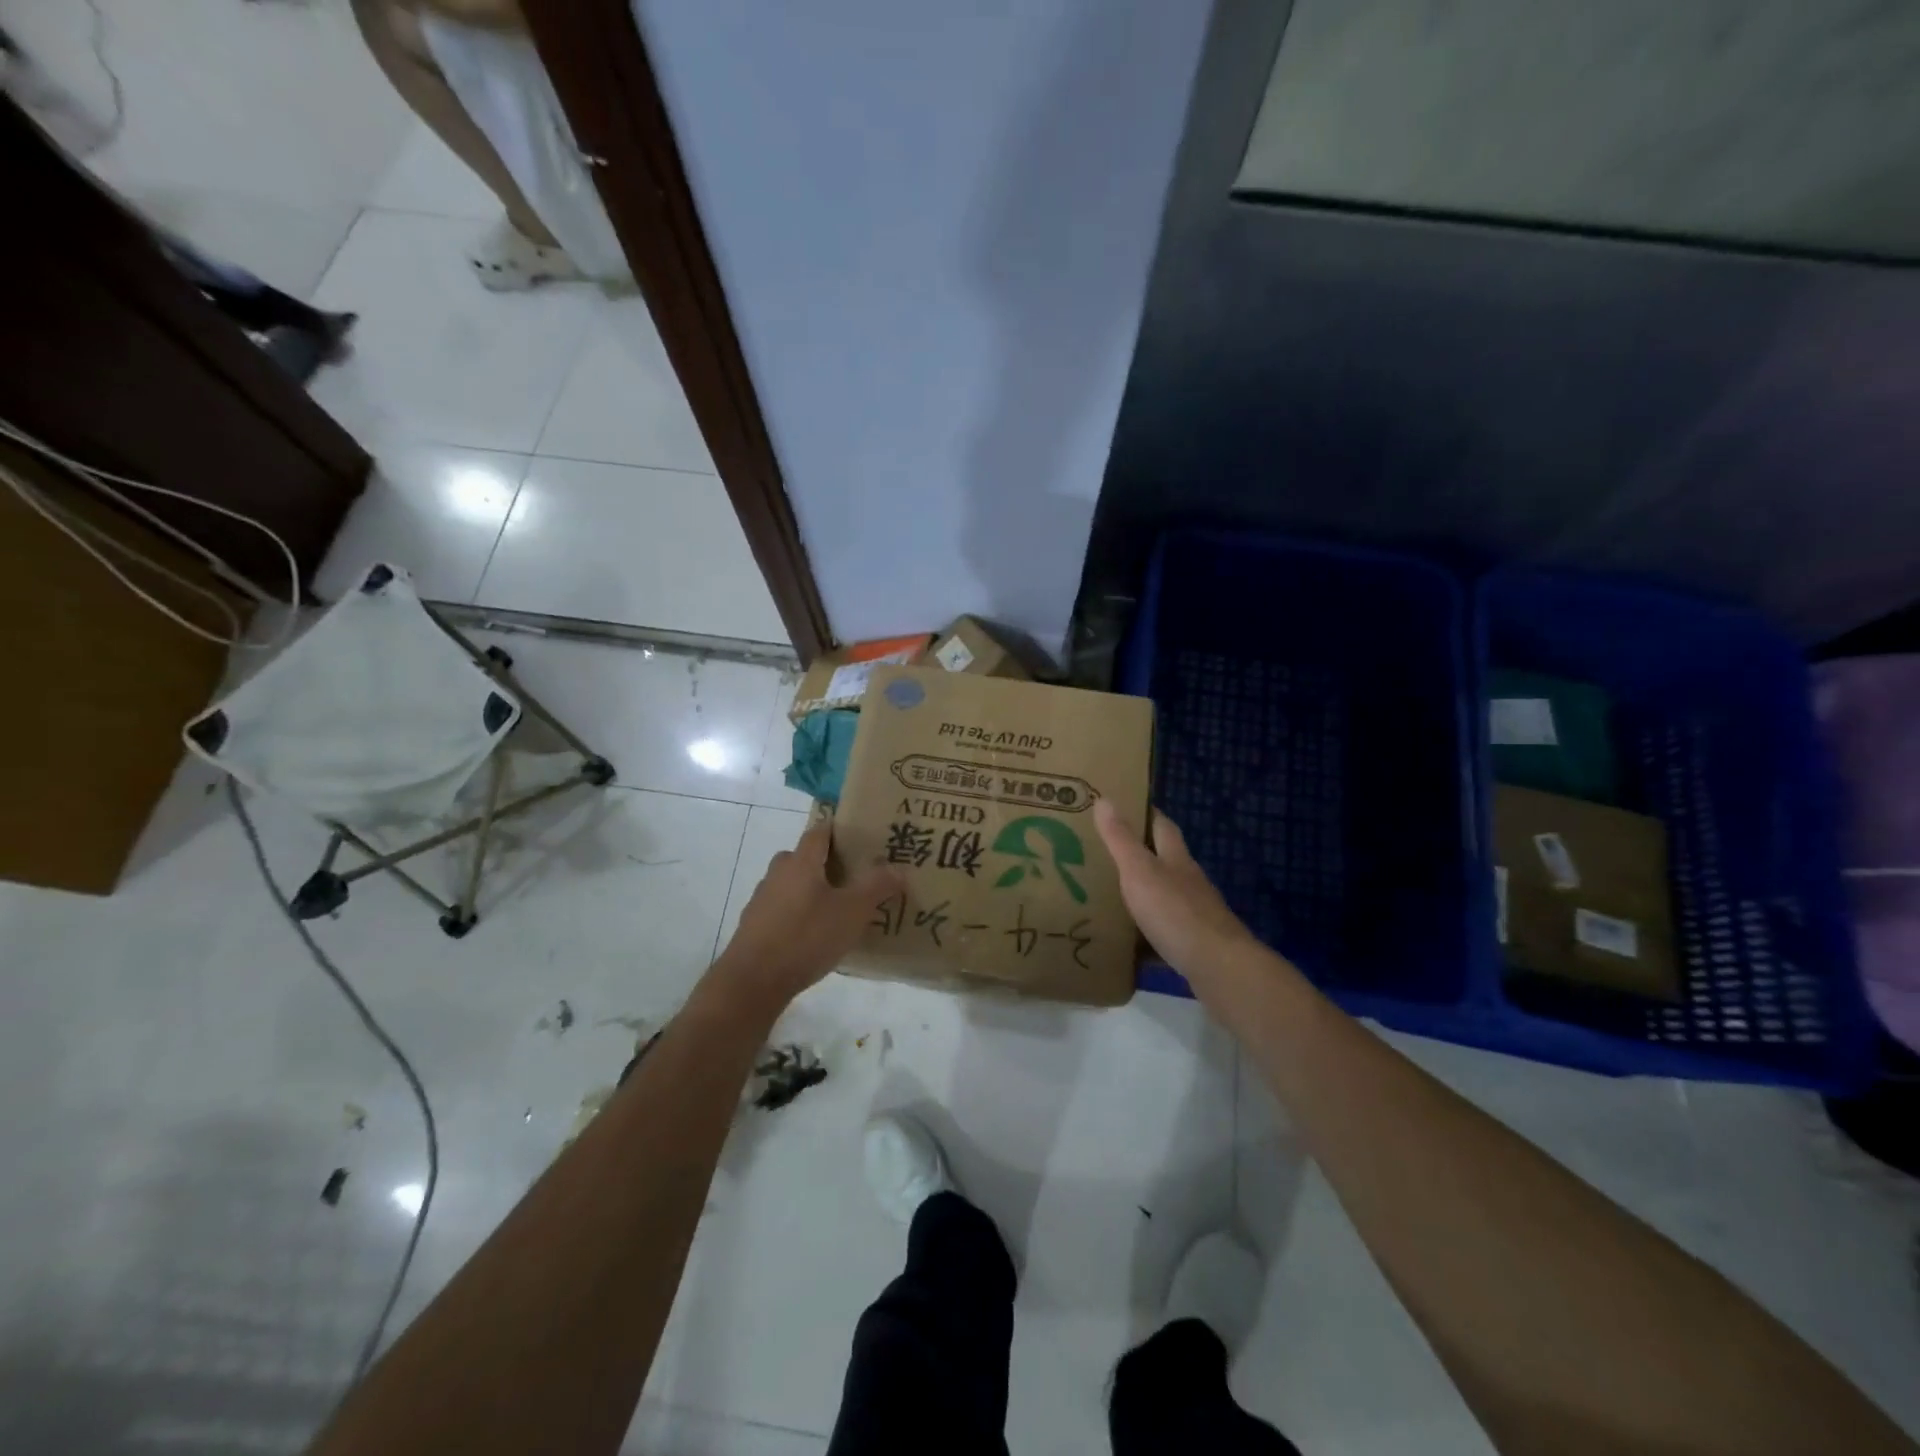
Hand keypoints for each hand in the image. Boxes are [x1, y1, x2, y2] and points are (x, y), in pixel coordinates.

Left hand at [705, 820, 901, 1017]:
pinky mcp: (754, 927)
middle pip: (803, 858)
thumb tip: (898, 868)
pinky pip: (781, 910)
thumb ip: (876, 887)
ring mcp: (761, 900)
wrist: (752, 981)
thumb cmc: (806, 937)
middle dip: (826, 863)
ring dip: (811, 891)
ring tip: (836, 910)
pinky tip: (813, 937)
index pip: (819, 832)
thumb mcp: (852, 912)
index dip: (838, 831)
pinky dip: (797, 915)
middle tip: (853, 878)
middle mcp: (778, 874)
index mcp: (801, 862)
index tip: (860, 838)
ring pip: (791, 885)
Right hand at [1094, 800, 1256, 983]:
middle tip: (1111, 854)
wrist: (1217, 966)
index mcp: (1176, 859)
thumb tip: (1104, 798)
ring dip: (1147, 894)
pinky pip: (1168, 932)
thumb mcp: (1139, 870)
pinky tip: (1133, 943)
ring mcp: (1197, 914)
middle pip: (1168, 861)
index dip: (1148, 815)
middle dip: (1145, 855)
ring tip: (1116, 897)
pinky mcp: (1196, 944)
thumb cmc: (1175, 911)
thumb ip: (1121, 839)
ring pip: (1168, 896)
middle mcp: (1190, 882)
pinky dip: (1151, 933)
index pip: (1163, 827)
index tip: (1127, 807)